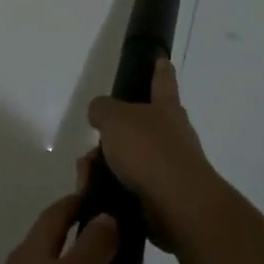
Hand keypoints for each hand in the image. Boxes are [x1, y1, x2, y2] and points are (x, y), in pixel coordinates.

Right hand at [85, 58, 216, 246]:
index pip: (162, 82)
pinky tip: (95, 195)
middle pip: (135, 128)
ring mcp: (169, 167)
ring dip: (103, 167)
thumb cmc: (148, 151)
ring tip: (87, 178)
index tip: (161, 59)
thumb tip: (100, 112)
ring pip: (126, 160)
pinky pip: (127, 186)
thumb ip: (102, 109)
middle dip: (110, 138)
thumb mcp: (115, 118)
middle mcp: (172, 135)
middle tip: (90, 151)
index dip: (160, 69)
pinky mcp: (161, 196)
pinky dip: (109, 190)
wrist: (177, 205)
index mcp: (166, 109)